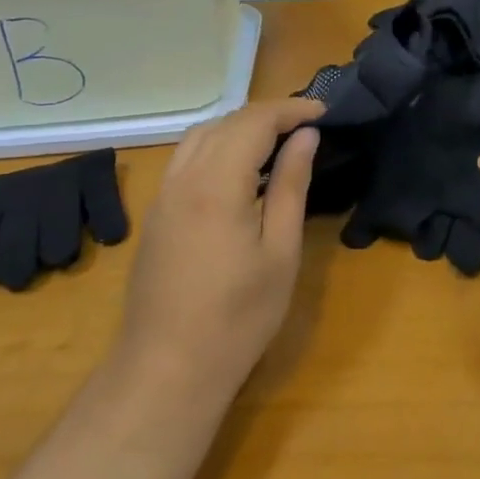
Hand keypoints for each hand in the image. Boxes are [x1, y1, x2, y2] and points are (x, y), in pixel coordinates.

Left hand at [115, 98, 323, 395]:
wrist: (168, 368)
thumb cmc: (238, 317)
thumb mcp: (280, 253)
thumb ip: (290, 187)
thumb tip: (305, 139)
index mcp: (216, 185)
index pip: (254, 122)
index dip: (291, 110)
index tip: (324, 113)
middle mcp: (182, 179)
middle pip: (224, 123)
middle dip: (267, 115)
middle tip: (306, 127)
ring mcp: (162, 197)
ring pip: (199, 137)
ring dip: (238, 128)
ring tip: (276, 143)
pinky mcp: (155, 216)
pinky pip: (185, 161)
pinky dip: (216, 149)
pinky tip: (239, 173)